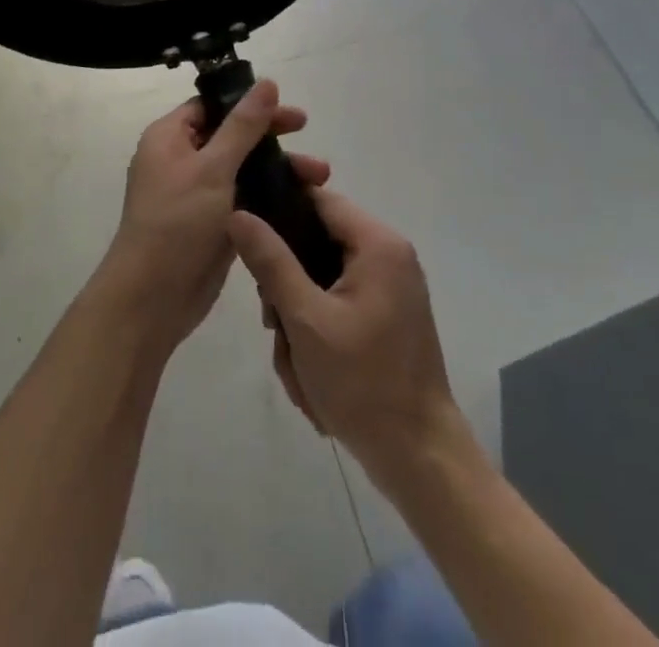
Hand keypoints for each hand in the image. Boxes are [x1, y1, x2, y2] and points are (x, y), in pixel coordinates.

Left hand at [101, 81, 329, 349]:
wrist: (151, 300)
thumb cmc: (176, 223)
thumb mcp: (212, 168)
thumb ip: (243, 126)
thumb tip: (266, 82)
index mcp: (169, 138)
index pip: (213, 106)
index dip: (249, 104)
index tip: (288, 111)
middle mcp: (181, 160)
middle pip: (232, 135)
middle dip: (272, 138)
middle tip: (308, 136)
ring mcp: (197, 194)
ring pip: (242, 169)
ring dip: (278, 169)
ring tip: (320, 177)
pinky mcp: (212, 223)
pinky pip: (244, 198)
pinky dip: (269, 196)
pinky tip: (302, 200)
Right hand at [229, 190, 459, 482]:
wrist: (420, 460)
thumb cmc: (363, 383)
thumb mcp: (306, 320)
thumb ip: (271, 262)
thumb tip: (238, 214)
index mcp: (378, 244)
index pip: (318, 198)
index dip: (278, 209)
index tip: (245, 237)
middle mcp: (388, 256)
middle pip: (316, 242)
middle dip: (287, 285)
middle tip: (274, 323)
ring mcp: (389, 289)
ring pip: (321, 279)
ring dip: (299, 317)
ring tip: (296, 362)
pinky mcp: (386, 317)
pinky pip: (337, 305)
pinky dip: (317, 334)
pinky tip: (311, 375)